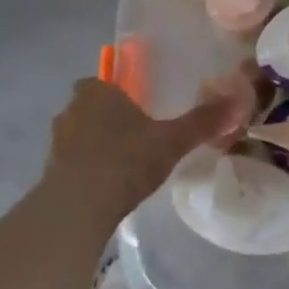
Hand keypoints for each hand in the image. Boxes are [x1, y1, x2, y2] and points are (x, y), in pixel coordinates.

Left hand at [37, 76, 250, 230]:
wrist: (77, 207)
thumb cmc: (126, 160)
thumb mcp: (172, 140)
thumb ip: (202, 121)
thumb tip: (238, 100)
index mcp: (98, 93)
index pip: (102, 80)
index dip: (118, 91)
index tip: (138, 105)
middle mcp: (72, 111)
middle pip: (90, 107)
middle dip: (109, 117)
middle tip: (137, 134)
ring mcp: (57, 143)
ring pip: (79, 135)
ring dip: (96, 144)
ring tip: (125, 162)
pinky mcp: (50, 174)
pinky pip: (73, 163)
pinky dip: (88, 169)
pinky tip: (109, 186)